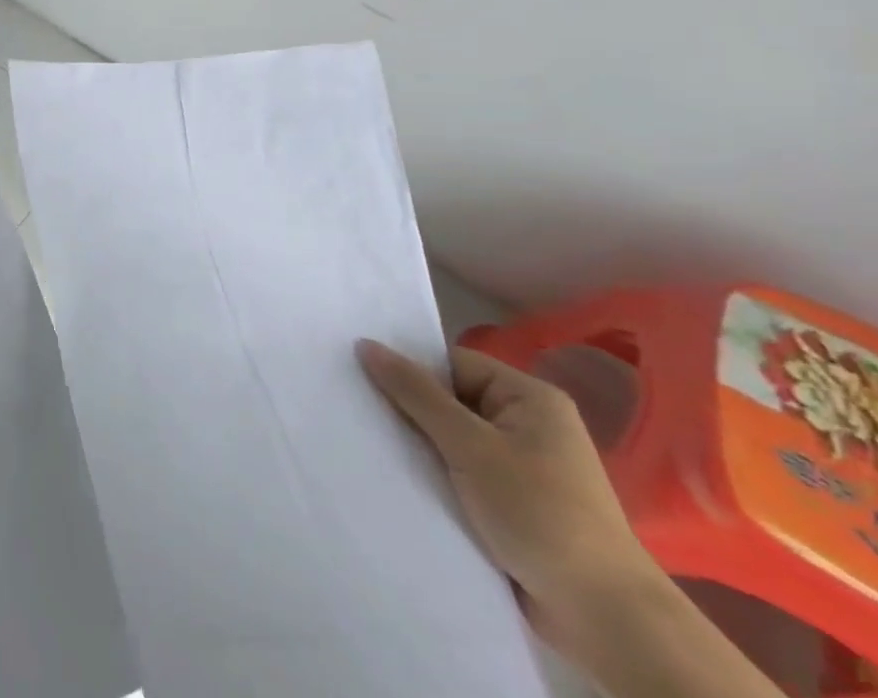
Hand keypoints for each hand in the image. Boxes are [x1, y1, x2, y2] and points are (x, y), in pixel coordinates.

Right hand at [355, 340, 655, 644]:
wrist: (606, 619)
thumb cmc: (540, 513)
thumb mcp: (470, 445)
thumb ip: (416, 393)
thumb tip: (365, 343)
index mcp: (530, 398)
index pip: (451, 363)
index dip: (409, 369)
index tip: (361, 376)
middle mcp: (528, 424)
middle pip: (449, 399)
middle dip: (408, 409)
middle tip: (356, 408)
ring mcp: (522, 466)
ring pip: (450, 439)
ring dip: (418, 445)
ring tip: (368, 441)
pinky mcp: (513, 503)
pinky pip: (460, 471)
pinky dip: (434, 474)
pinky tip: (398, 475)